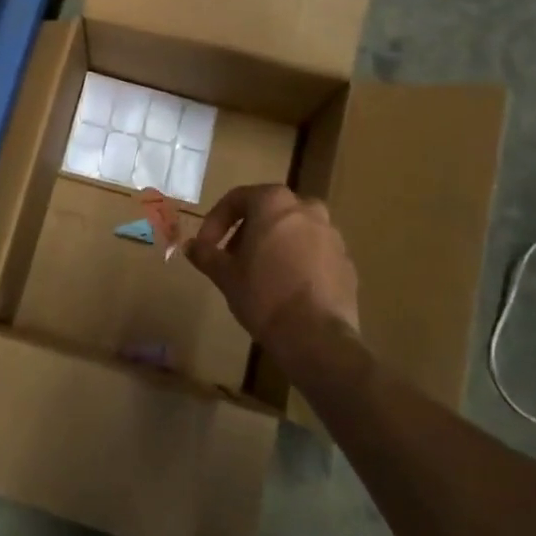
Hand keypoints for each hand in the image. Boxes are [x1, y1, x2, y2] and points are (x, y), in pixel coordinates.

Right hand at [187, 184, 359, 348]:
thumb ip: (206, 254)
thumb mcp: (225, 275)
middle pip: (269, 211)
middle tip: (232, 257)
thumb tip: (190, 246)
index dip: (216, 221)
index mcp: (274, 203)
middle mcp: (307, 209)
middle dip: (247, 230)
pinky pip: (314, 252)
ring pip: (295, 230)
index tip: (206, 246)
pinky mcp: (346, 261)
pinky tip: (286, 288)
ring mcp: (332, 235)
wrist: (316, 336)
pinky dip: (298, 261)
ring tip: (259, 273)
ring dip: (274, 244)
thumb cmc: (263, 296)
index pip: (238, 198)